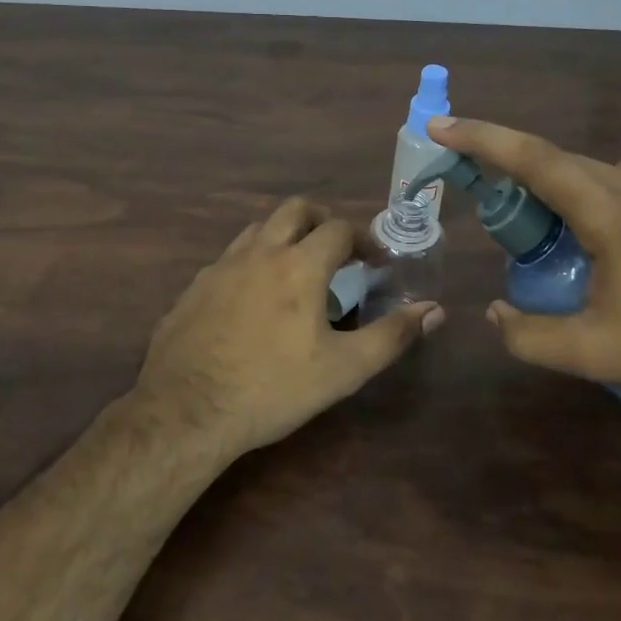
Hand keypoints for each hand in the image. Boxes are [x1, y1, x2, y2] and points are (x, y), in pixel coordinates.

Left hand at [132, 197, 443, 464]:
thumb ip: (391, 336)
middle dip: (321, 220)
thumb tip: (434, 310)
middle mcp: (260, 252)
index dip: (363, 239)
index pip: (338, 228)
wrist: (186, 410)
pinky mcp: (196, 286)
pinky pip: (231, 257)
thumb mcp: (343, 370)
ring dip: (284, 235)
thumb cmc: (272, 388)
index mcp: (299, 265)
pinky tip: (253, 298)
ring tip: (297, 269)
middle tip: (337, 249)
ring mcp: (222, 265)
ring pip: (259, 229)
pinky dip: (253, 261)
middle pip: (295, 210)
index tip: (374, 262)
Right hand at [427, 118, 620, 409]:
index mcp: (611, 211)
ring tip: (526, 218)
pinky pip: (617, 184)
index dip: (483, 138)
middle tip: (470, 182)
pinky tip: (586, 230)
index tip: (441, 124)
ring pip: (588, 171)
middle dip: (507, 162)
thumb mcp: (598, 354)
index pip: (534, 158)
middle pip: (556, 159)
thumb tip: (494, 313)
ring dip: (547, 182)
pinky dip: (583, 193)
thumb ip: (531, 336)